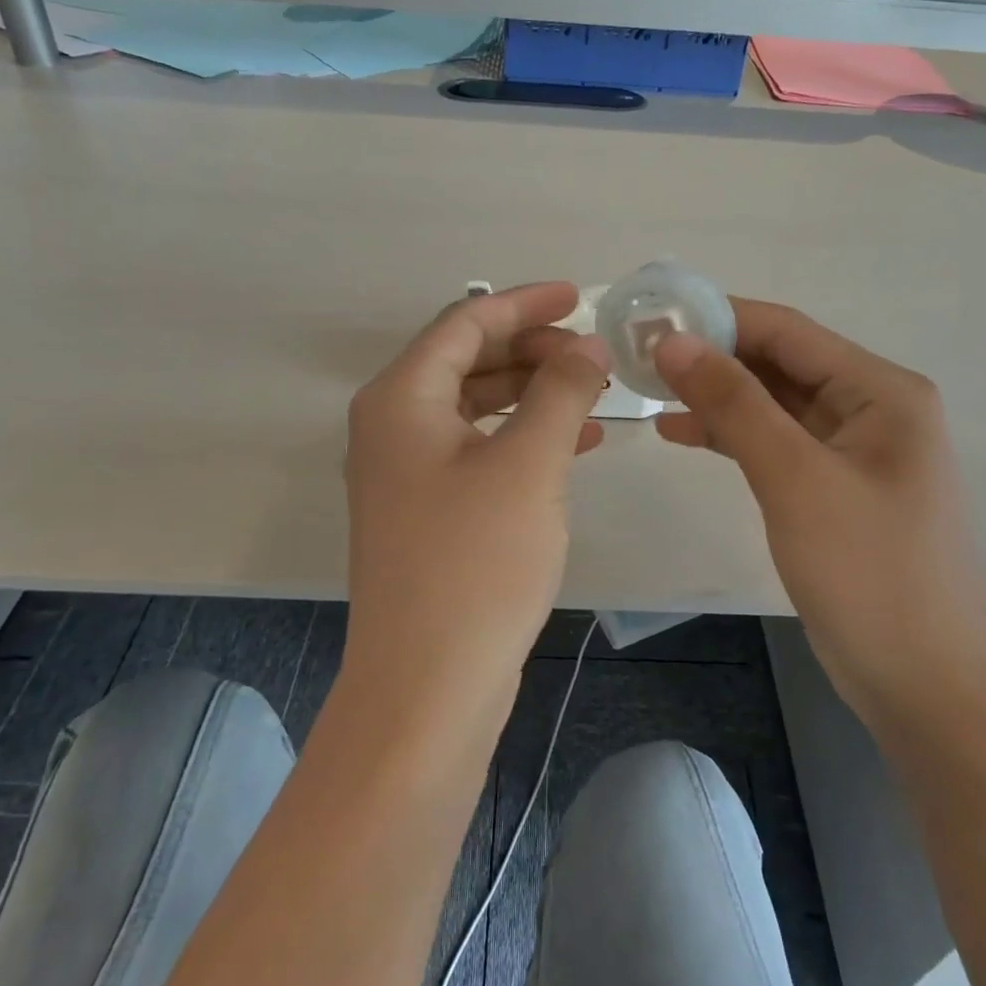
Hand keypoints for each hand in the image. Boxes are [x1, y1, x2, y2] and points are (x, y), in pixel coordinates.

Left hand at [343, 282, 608, 714]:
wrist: (427, 688)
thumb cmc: (475, 563)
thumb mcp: (528, 464)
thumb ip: (561, 391)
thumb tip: (589, 346)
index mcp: (401, 398)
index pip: (465, 323)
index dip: (524, 303)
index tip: (579, 297)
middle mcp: (393, 425)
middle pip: (466, 360)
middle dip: (531, 348)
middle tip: (592, 354)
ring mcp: (406, 471)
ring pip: (476, 405)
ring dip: (532, 392)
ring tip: (592, 394)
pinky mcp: (427, 510)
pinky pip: (478, 448)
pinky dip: (523, 436)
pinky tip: (574, 444)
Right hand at [653, 299, 985, 726]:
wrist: (927, 687)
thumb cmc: (868, 573)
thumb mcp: (794, 479)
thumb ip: (734, 403)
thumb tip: (673, 341)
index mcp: (881, 391)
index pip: (787, 331)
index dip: (717, 318)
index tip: (652, 318)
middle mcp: (872, 408)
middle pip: (780, 364)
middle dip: (712, 358)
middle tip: (640, 357)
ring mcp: (854, 450)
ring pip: (773, 404)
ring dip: (717, 396)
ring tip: (649, 391)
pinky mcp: (834, 487)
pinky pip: (776, 443)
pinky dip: (731, 436)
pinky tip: (682, 433)